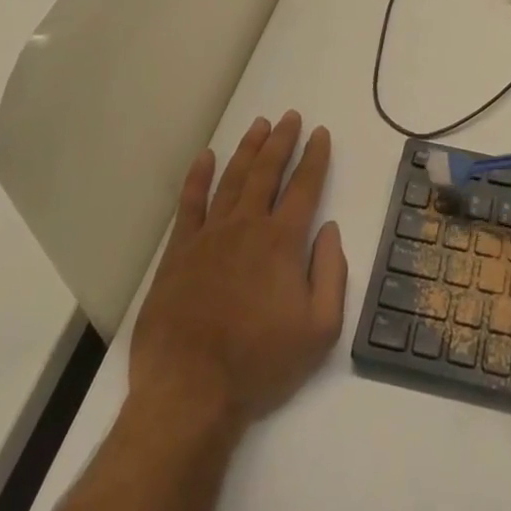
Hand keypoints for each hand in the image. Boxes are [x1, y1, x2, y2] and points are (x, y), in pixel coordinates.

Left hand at [128, 111, 347, 432]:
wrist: (190, 393)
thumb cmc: (260, 364)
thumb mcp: (320, 330)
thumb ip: (332, 274)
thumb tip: (330, 230)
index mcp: (283, 241)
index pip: (305, 186)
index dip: (315, 157)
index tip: (321, 133)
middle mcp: (247, 227)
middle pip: (267, 171)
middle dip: (282, 140)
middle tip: (291, 116)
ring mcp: (209, 236)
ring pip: (232, 179)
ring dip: (248, 149)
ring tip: (259, 125)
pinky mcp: (178, 253)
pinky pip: (190, 204)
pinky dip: (198, 177)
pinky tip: (206, 157)